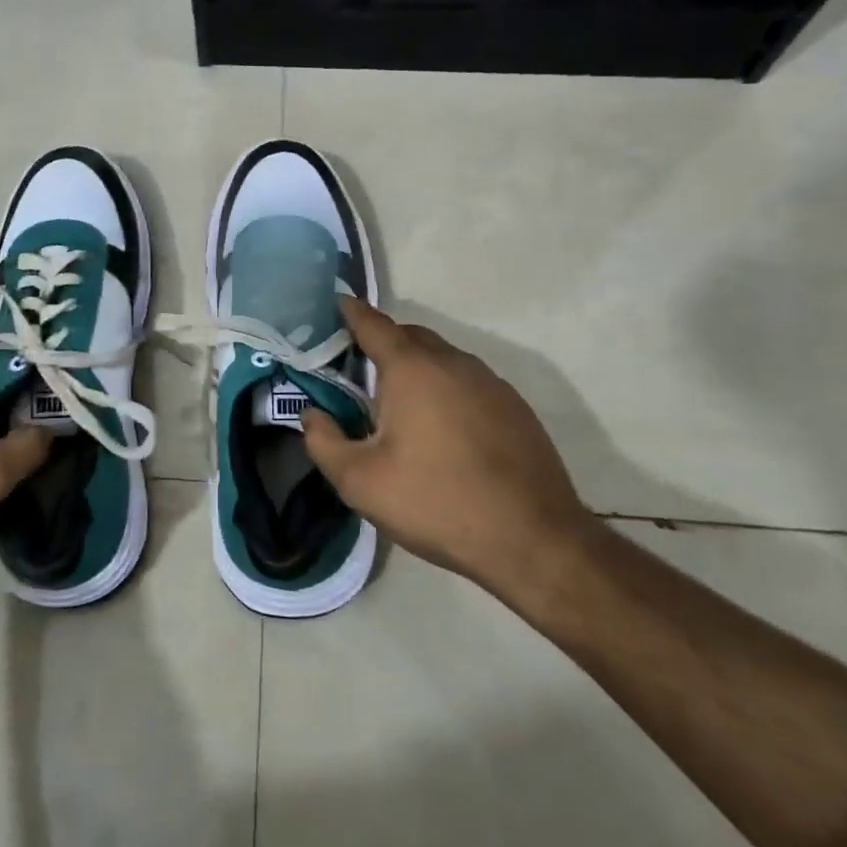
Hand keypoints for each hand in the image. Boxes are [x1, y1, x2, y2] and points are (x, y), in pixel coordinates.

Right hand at [301, 299, 605, 615]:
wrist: (533, 541)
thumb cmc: (437, 503)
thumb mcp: (360, 482)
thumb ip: (324, 442)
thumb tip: (312, 414)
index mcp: (412, 369)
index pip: (373, 324)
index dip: (351, 312)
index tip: (336, 305)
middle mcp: (453, 363)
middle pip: (410, 336)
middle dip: (382, 342)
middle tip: (358, 370)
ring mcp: (491, 383)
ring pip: (443, 359)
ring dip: (417, 367)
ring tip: (399, 405)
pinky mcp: (515, 408)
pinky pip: (468, 383)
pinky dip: (446, 389)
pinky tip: (443, 430)